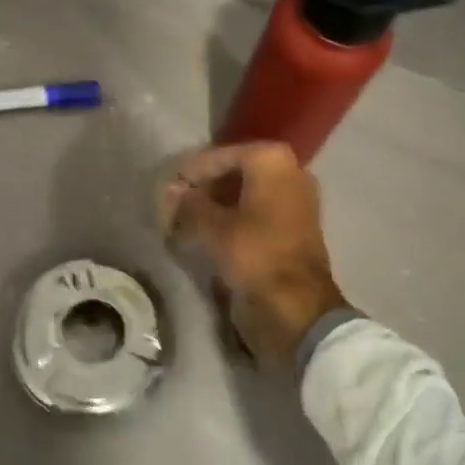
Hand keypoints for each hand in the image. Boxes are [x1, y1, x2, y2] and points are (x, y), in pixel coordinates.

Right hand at [160, 142, 346, 369]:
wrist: (298, 309)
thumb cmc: (255, 255)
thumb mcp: (213, 227)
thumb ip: (189, 205)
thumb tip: (170, 192)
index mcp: (271, 160)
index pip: (219, 156)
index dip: (191, 173)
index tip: (167, 191)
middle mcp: (288, 171)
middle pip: (233, 172)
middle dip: (202, 189)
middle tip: (173, 207)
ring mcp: (294, 199)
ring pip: (244, 193)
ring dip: (214, 206)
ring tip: (184, 222)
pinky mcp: (293, 227)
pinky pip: (255, 212)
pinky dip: (231, 219)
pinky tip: (207, 234)